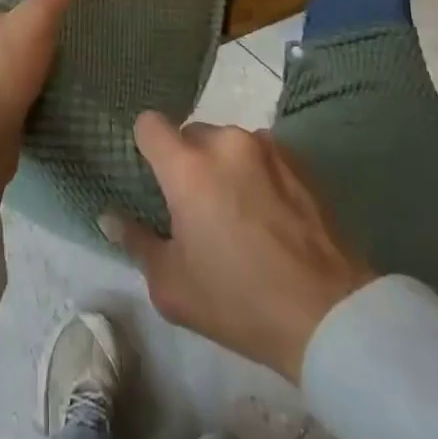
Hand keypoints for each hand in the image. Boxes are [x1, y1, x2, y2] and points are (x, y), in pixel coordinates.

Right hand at [102, 113, 375, 384]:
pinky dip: (256, 173)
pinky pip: (261, 154)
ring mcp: (265, 146)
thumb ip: (136, 242)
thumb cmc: (238, 301)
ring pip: (228, 144)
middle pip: (191, 134)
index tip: (153, 176)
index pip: (149, 124)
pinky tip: (269, 214)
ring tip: (239, 212)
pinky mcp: (298, 159)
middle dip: (187, 162)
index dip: (145, 145)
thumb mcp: (173, 286)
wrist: (327, 314)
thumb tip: (110, 218)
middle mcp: (224, 142)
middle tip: (197, 208)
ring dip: (224, 166)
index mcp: (187, 167)